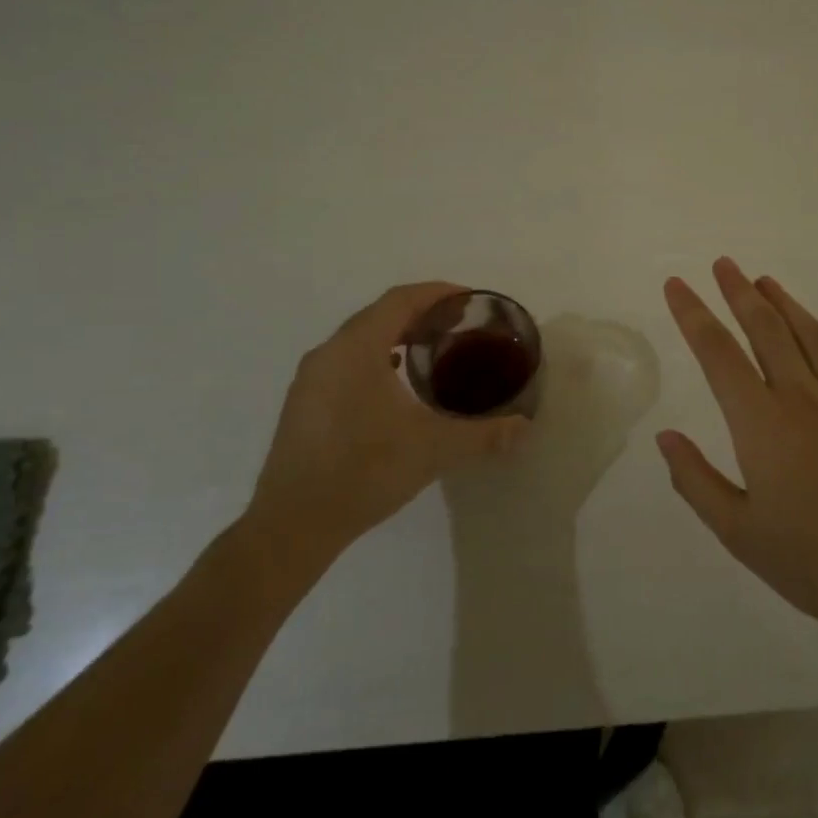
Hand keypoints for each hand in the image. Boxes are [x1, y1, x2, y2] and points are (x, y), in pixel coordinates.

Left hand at [239, 282, 525, 596]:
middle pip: (379, 314)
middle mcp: (329, 352)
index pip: (401, 300)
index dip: (437, 293)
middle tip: (459, 325)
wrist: (292, 524)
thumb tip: (525, 428)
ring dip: (396, 335)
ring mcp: (310, 378)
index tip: (469, 300)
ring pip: (359, 338)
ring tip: (431, 350)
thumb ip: (484, 434)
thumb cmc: (365, 472)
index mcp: (357, 348)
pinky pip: (345, 361)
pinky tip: (395, 383)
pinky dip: (376, 358)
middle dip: (421, 312)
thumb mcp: (434, 449)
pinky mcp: (303, 403)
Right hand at [659, 258, 817, 643]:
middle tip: (723, 264)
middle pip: (765, 329)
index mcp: (760, 422)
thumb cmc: (811, 561)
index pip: (717, 353)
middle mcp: (801, 397)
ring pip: (809, 336)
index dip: (693, 315)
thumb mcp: (737, 532)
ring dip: (784, 303)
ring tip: (764, 280)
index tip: (676, 285)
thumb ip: (696, 480)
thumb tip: (665, 438)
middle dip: (739, 292)